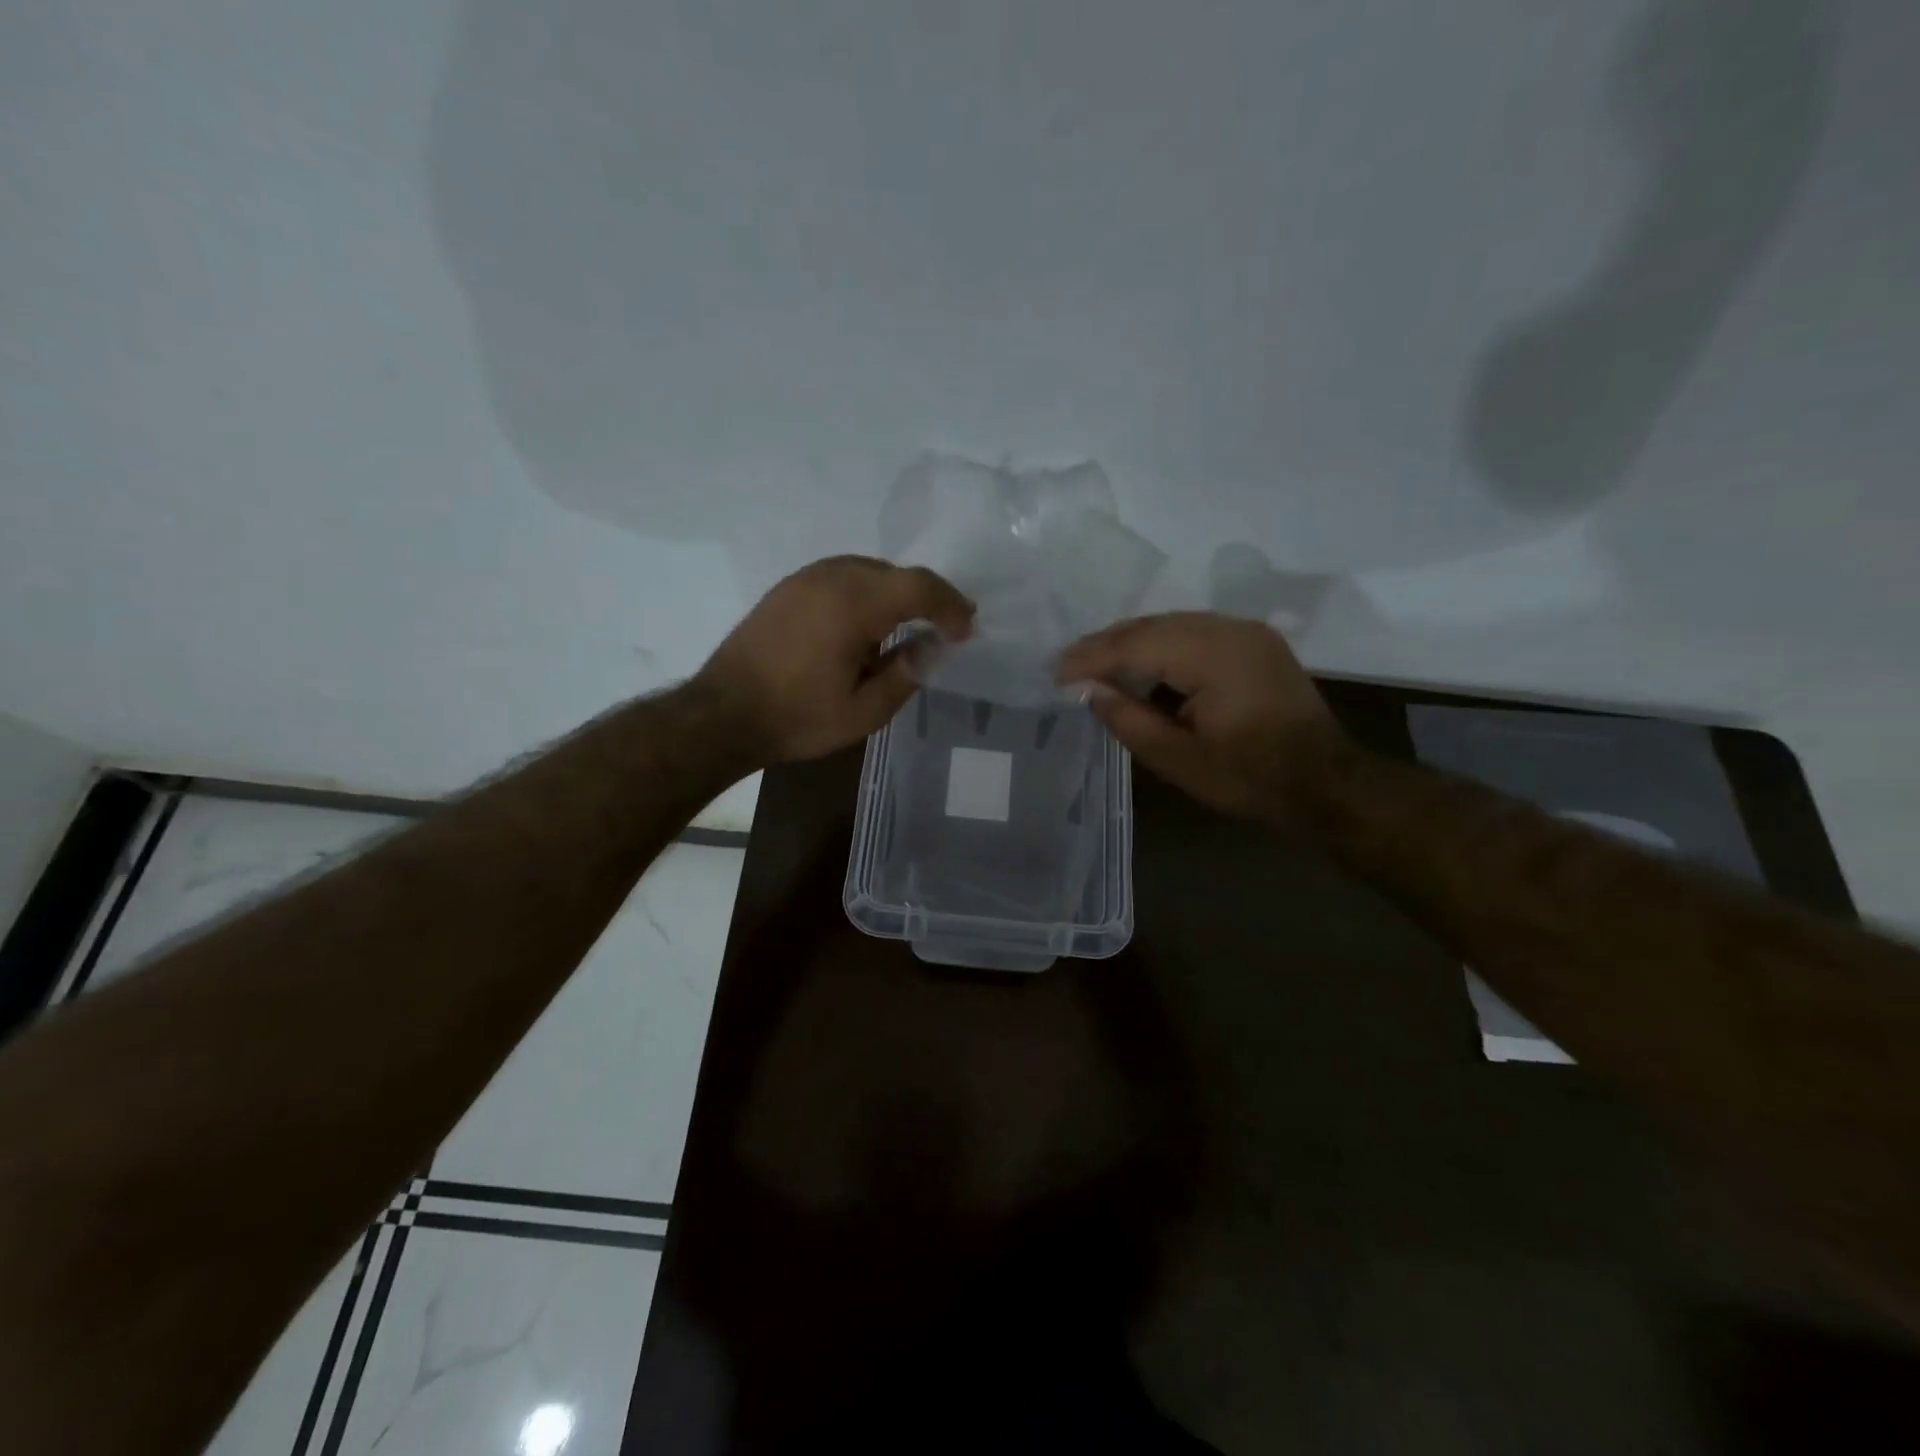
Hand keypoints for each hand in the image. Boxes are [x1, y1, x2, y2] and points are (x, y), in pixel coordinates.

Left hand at [696, 555, 974, 765]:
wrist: (723, 714)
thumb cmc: (798, 718)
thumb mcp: (864, 711)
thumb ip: (907, 673)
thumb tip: (935, 645)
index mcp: (854, 605)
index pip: (919, 586)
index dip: (950, 604)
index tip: (966, 629)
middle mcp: (832, 578)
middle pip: (896, 573)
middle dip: (927, 597)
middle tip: (945, 628)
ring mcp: (805, 578)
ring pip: (869, 570)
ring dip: (896, 593)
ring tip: (908, 627)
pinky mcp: (788, 588)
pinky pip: (842, 576)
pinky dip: (866, 592)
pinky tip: (864, 625)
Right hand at [1057, 612, 1346, 819]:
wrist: (1328, 782)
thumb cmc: (1251, 778)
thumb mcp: (1179, 760)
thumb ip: (1129, 720)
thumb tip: (1090, 691)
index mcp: (1213, 656)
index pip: (1137, 643)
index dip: (1092, 657)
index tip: (1056, 673)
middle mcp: (1230, 629)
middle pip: (1153, 625)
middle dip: (1108, 645)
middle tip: (1069, 667)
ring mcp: (1247, 632)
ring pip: (1173, 625)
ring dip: (1133, 644)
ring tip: (1098, 668)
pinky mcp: (1255, 643)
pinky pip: (1195, 633)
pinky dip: (1162, 648)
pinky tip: (1143, 669)